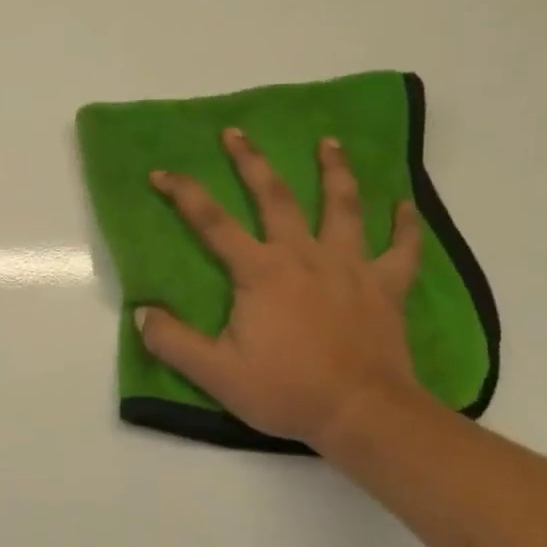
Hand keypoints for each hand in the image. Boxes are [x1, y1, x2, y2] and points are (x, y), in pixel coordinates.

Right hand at [137, 130, 436, 452]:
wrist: (363, 414)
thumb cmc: (286, 390)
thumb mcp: (215, 373)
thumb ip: (172, 341)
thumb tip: (141, 313)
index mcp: (260, 271)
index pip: (212, 222)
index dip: (183, 194)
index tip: (161, 172)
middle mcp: (303, 255)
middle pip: (275, 197)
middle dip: (252, 162)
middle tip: (237, 133)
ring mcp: (350, 267)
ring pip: (342, 207)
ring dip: (335, 171)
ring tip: (330, 143)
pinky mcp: (386, 287)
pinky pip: (400, 249)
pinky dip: (405, 225)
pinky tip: (405, 204)